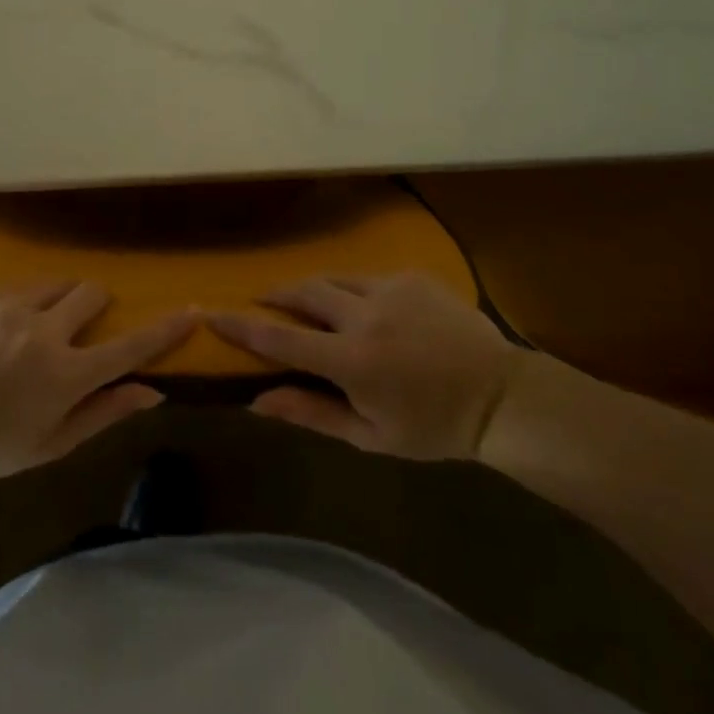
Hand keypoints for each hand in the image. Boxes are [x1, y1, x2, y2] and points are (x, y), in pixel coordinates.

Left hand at [0, 280, 194, 482]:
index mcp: (65, 374)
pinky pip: (19, 285)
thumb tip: (153, 392)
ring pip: (57, 283)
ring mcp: (11, 305)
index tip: (191, 310)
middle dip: (96, 306)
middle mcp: (44, 330)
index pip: (129, 346)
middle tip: (77, 327)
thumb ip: (104, 412)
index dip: (164, 329)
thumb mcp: (52, 444)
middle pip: (93, 293)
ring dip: (58, 301)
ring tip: (33, 327)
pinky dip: (22, 303)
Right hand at [207, 273, 518, 460]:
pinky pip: (366, 278)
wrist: (501, 396)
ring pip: (333, 278)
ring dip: (313, 289)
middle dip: (277, 294)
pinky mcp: (410, 276)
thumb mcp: (370, 436)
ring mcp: (389, 289)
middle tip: (264, 301)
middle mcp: (363, 315)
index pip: (280, 338)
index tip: (212, 313)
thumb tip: (257, 402)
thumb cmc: (434, 427)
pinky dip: (352, 291)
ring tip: (308, 302)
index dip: (242, 325)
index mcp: (351, 360)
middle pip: (302, 292)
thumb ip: (312, 413)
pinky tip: (364, 309)